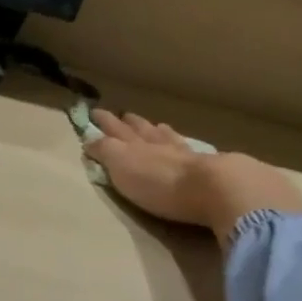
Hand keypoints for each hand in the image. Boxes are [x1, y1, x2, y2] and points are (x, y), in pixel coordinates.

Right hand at [87, 110, 301, 234]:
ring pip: (166, 137)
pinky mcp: (207, 169)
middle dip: (130, 123)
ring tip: (155, 125)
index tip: (96, 112)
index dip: (105, 123)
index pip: (115, 131)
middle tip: (124, 114)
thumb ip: (105, 151)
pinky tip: (185, 144)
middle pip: (142, 131)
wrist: (212, 189)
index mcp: (135, 146)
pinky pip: (188, 150)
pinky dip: (181, 143)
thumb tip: (89, 138)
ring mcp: (185, 155)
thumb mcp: (121, 166)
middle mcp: (159, 145)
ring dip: (157, 131)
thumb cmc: (159, 182)